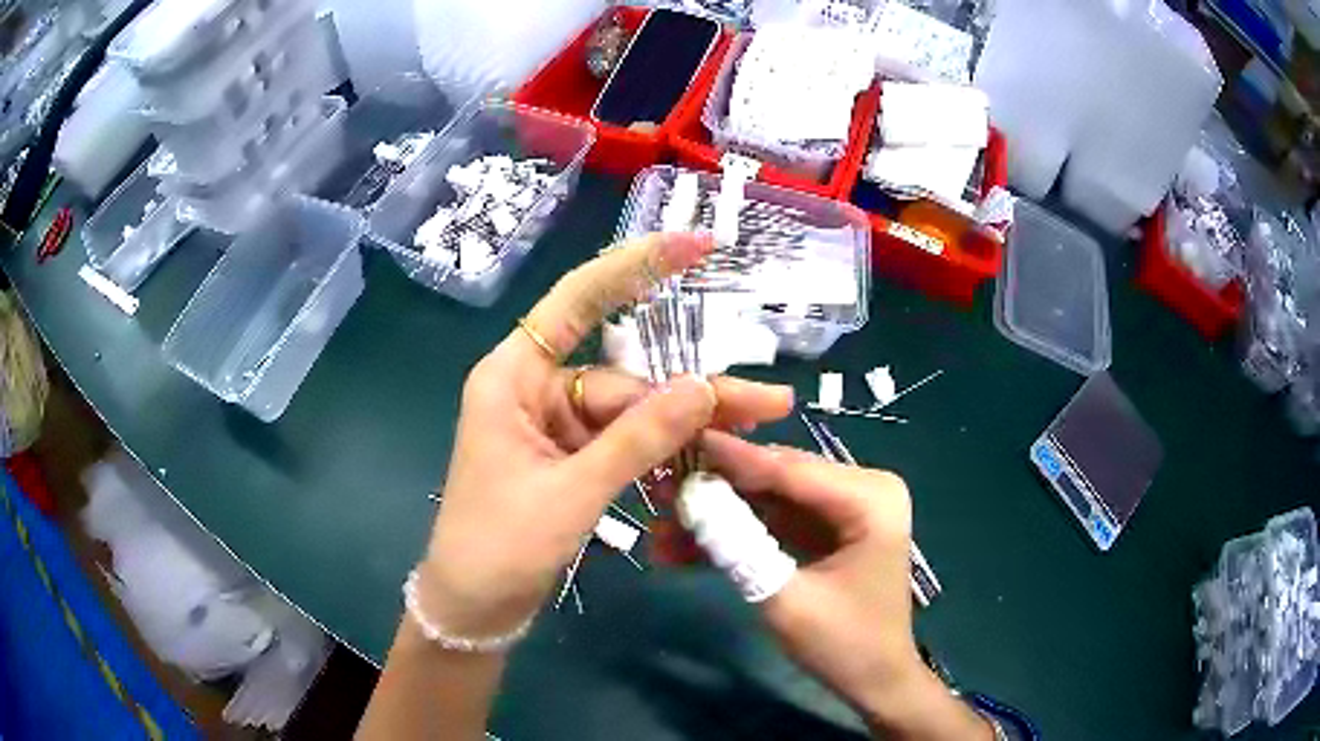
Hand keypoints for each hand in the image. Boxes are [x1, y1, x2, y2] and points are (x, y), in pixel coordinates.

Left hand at [417, 234, 794, 639]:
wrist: (473, 609)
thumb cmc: (499, 546)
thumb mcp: (572, 492)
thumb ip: (638, 439)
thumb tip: (704, 386)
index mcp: (514, 376)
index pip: (579, 299)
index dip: (637, 265)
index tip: (697, 245)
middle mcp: (536, 390)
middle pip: (627, 377)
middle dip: (695, 392)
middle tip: (767, 402)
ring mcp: (556, 427)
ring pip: (634, 414)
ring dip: (688, 429)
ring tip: (753, 434)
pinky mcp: (571, 460)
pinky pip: (627, 444)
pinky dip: (664, 455)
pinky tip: (707, 463)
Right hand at [679, 433, 993, 739]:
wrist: (876, 680)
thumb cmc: (844, 645)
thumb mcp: (785, 599)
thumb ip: (738, 547)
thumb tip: (687, 500)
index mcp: (870, 497)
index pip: (789, 468)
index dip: (728, 459)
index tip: (673, 444)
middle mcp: (863, 488)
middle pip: (776, 477)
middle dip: (716, 488)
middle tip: (658, 492)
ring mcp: (846, 507)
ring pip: (768, 498)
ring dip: (719, 514)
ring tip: (661, 529)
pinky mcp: (829, 527)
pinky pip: (775, 520)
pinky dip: (736, 532)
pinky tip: (686, 548)